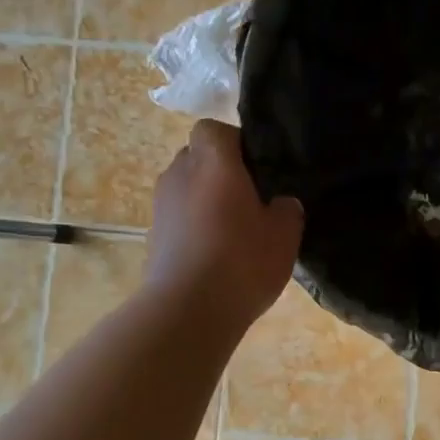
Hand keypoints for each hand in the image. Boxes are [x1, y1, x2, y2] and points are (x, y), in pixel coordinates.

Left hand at [146, 120, 302, 335]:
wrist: (188, 311)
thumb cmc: (242, 261)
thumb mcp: (285, 234)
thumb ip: (287, 209)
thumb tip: (281, 202)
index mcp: (214, 162)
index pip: (213, 129)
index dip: (234, 142)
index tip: (257, 167)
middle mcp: (180, 174)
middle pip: (197, 156)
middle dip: (219, 170)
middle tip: (249, 197)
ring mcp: (161, 205)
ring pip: (185, 187)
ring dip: (204, 199)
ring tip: (232, 228)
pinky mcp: (153, 235)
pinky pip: (177, 216)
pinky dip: (193, 225)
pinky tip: (215, 252)